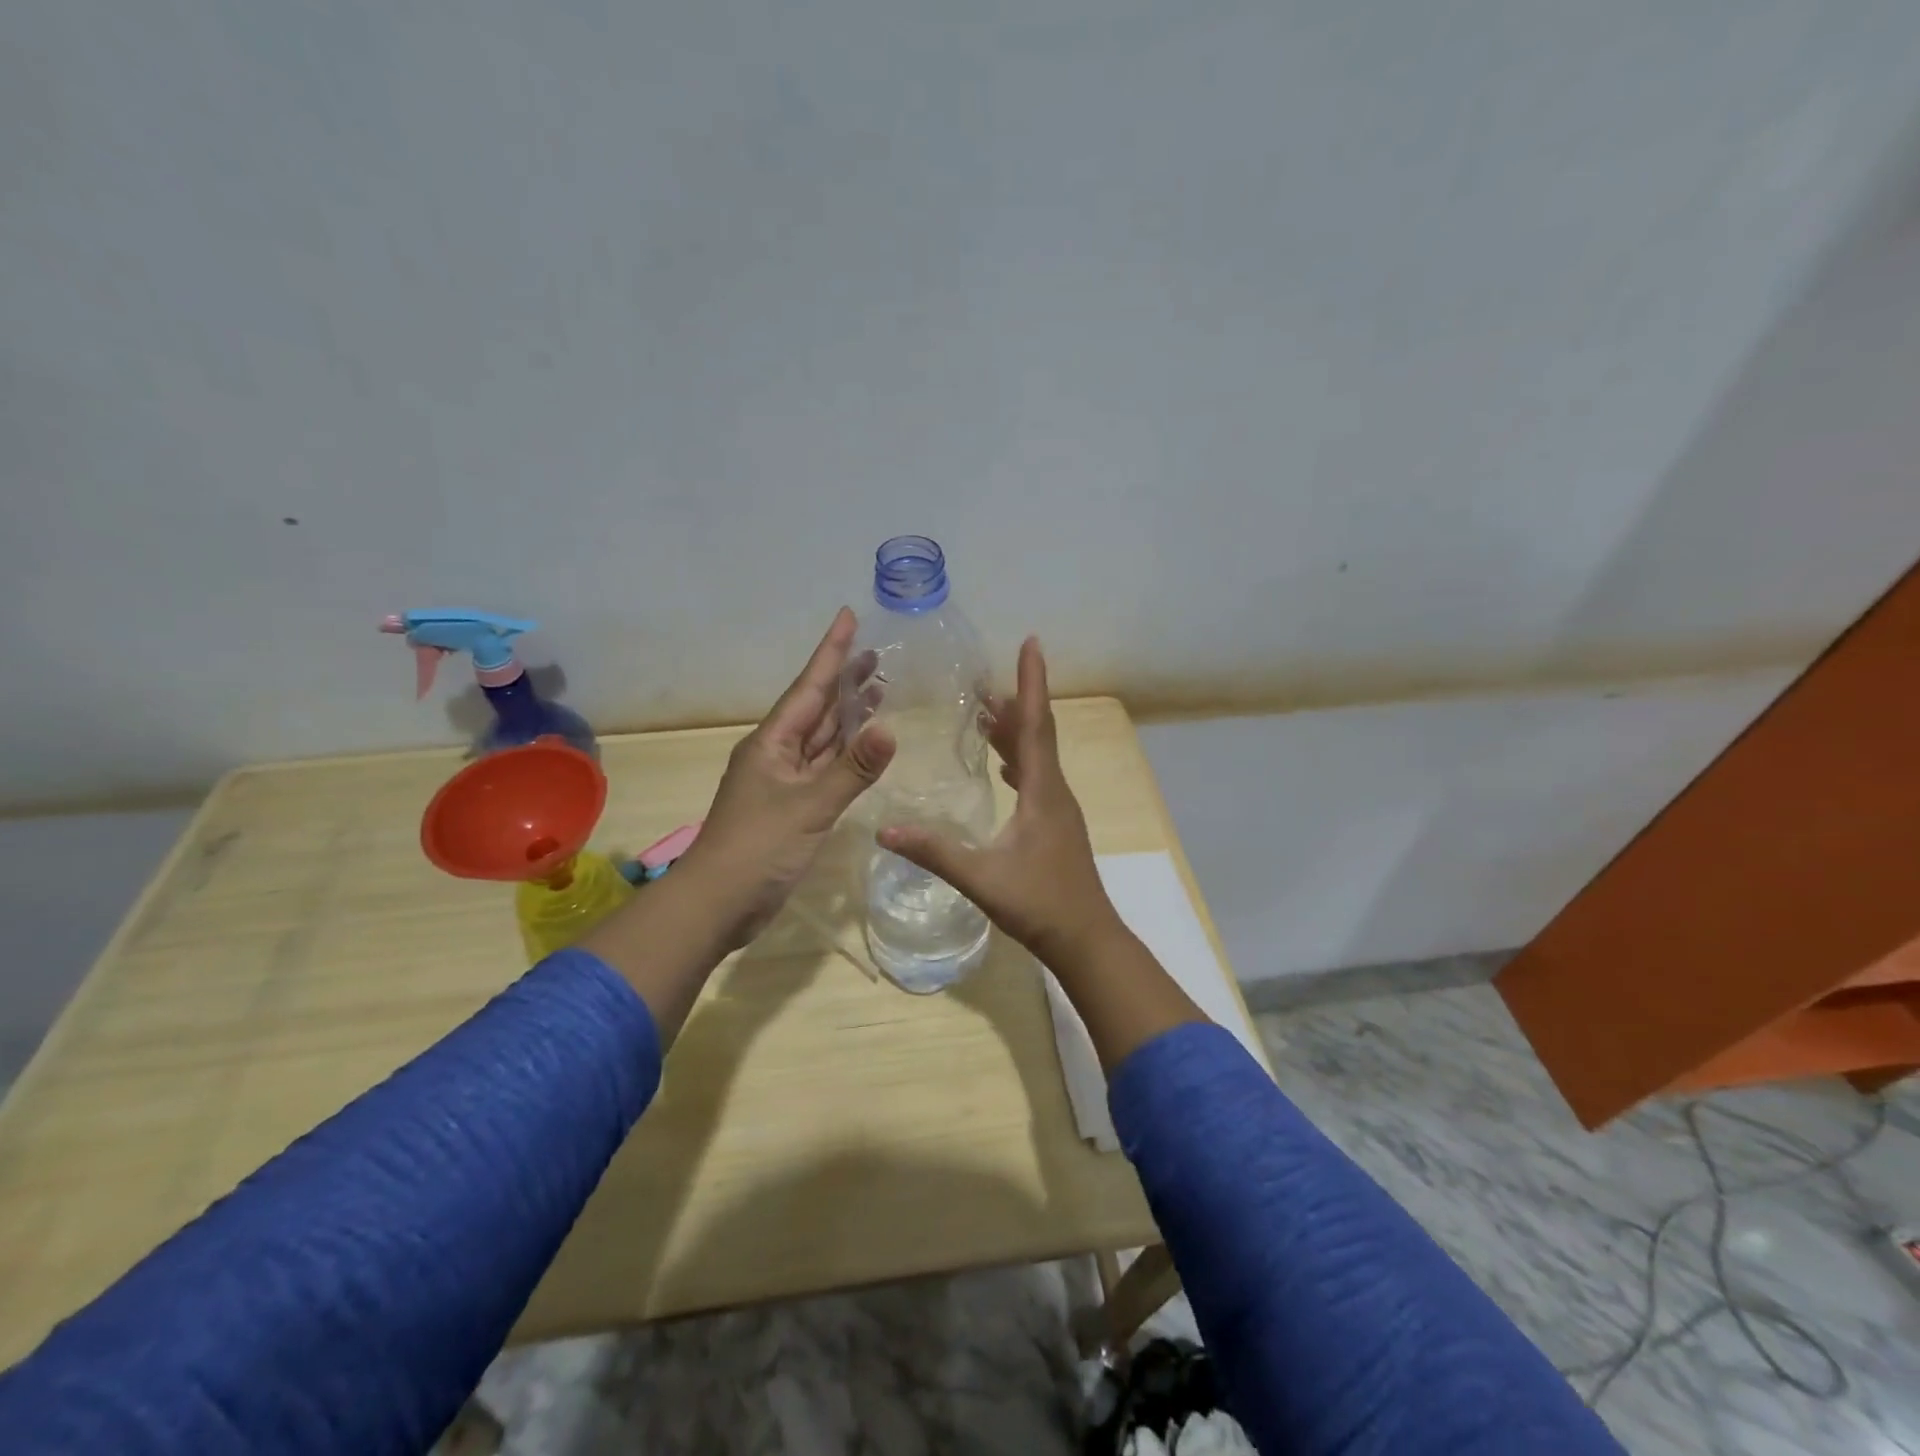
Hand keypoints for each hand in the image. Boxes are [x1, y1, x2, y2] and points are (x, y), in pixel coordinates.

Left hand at [679, 607, 895, 948]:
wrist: (717, 904)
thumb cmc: (757, 849)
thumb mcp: (809, 806)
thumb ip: (851, 770)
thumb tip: (890, 729)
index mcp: (772, 742)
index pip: (809, 686)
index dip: (831, 652)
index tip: (848, 616)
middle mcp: (777, 753)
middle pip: (817, 707)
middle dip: (845, 679)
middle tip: (878, 654)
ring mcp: (783, 781)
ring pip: (822, 737)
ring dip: (848, 714)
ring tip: (879, 689)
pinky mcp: (792, 807)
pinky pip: (824, 767)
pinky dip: (845, 753)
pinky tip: (864, 745)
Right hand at [878, 637, 1122, 966]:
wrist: (1086, 939)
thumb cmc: (1040, 904)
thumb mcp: (982, 878)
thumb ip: (935, 853)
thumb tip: (885, 830)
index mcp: (1042, 791)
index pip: (1035, 725)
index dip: (1031, 683)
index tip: (1031, 643)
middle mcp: (1055, 791)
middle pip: (1037, 734)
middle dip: (1015, 701)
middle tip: (983, 681)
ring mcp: (1059, 809)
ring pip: (1038, 756)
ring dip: (1016, 730)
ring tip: (986, 712)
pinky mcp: (1056, 825)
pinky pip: (1037, 777)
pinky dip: (1019, 759)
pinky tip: (1002, 765)